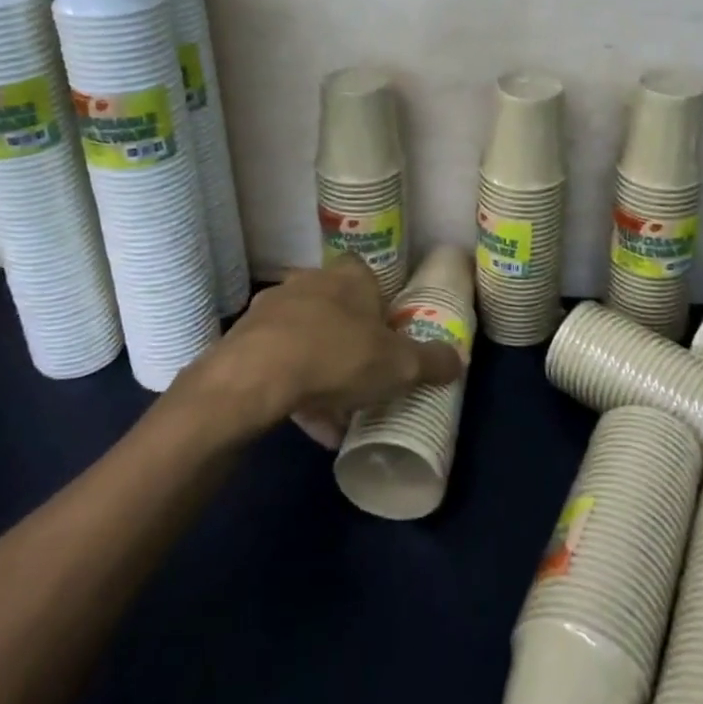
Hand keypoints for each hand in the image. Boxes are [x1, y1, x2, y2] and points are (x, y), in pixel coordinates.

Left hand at [183, 259, 464, 447]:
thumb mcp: (399, 366)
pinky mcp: (244, 338)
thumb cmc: (339, 356)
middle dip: (349, 342)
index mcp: (349, 276)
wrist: (256, 376)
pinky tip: (308, 427)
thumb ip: (431, 362)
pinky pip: (277, 362)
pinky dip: (293, 389)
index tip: (386, 337)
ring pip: (305, 338)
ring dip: (320, 372)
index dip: (378, 305)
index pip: (367, 276)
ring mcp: (272, 308)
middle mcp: (309, 282)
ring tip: (336, 418)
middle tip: (363, 378)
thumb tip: (459, 361)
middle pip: (335, 308)